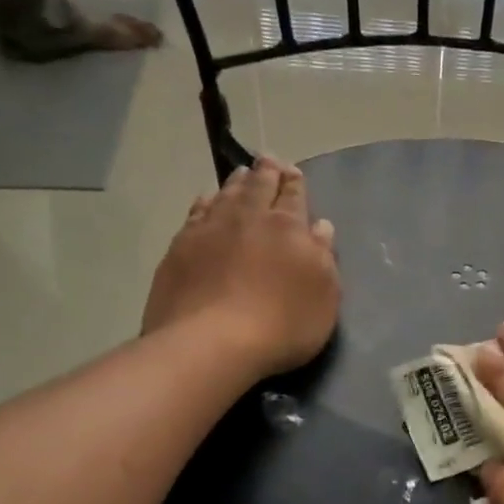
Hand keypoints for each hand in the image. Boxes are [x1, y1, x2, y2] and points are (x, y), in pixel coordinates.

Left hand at [142, 156, 339, 376]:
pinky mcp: (179, 248)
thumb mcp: (324, 297)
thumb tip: (320, 226)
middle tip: (268, 159)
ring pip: (225, 195)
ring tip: (241, 174)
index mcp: (288, 227)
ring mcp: (209, 230)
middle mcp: (248, 218)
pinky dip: (205, 202)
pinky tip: (206, 201)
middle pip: (258, 186)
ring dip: (236, 182)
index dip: (295, 183)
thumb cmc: (282, 325)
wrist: (211, 343)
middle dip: (266, 172)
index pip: (294, 196)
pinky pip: (196, 213)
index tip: (294, 171)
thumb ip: (324, 257)